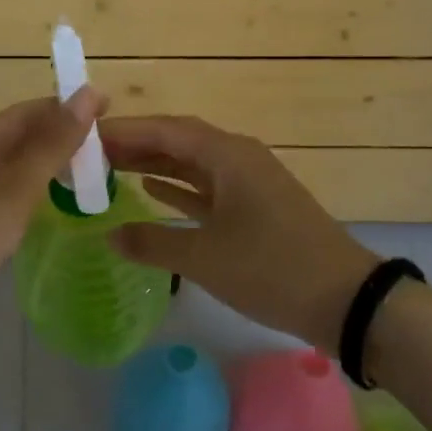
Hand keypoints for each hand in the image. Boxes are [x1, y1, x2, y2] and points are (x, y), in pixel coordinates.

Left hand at [0, 89, 106, 310]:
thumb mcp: (17, 185)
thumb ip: (54, 143)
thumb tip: (88, 92)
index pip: (28, 111)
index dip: (67, 106)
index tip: (108, 110)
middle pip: (21, 138)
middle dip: (61, 135)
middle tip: (105, 148)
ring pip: (15, 168)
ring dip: (50, 164)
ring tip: (87, 174)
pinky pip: (8, 196)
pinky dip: (35, 193)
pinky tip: (51, 207)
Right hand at [100, 115, 376, 349]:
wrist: (346, 301)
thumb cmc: (272, 269)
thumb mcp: (205, 258)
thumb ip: (152, 244)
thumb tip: (110, 235)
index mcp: (228, 155)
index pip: (165, 130)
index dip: (125, 131)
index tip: (85, 135)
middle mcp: (238, 159)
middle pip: (178, 142)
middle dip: (135, 145)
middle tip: (91, 154)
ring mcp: (249, 184)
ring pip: (192, 165)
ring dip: (154, 165)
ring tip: (110, 169)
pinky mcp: (256, 208)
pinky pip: (207, 188)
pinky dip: (179, 189)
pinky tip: (152, 193)